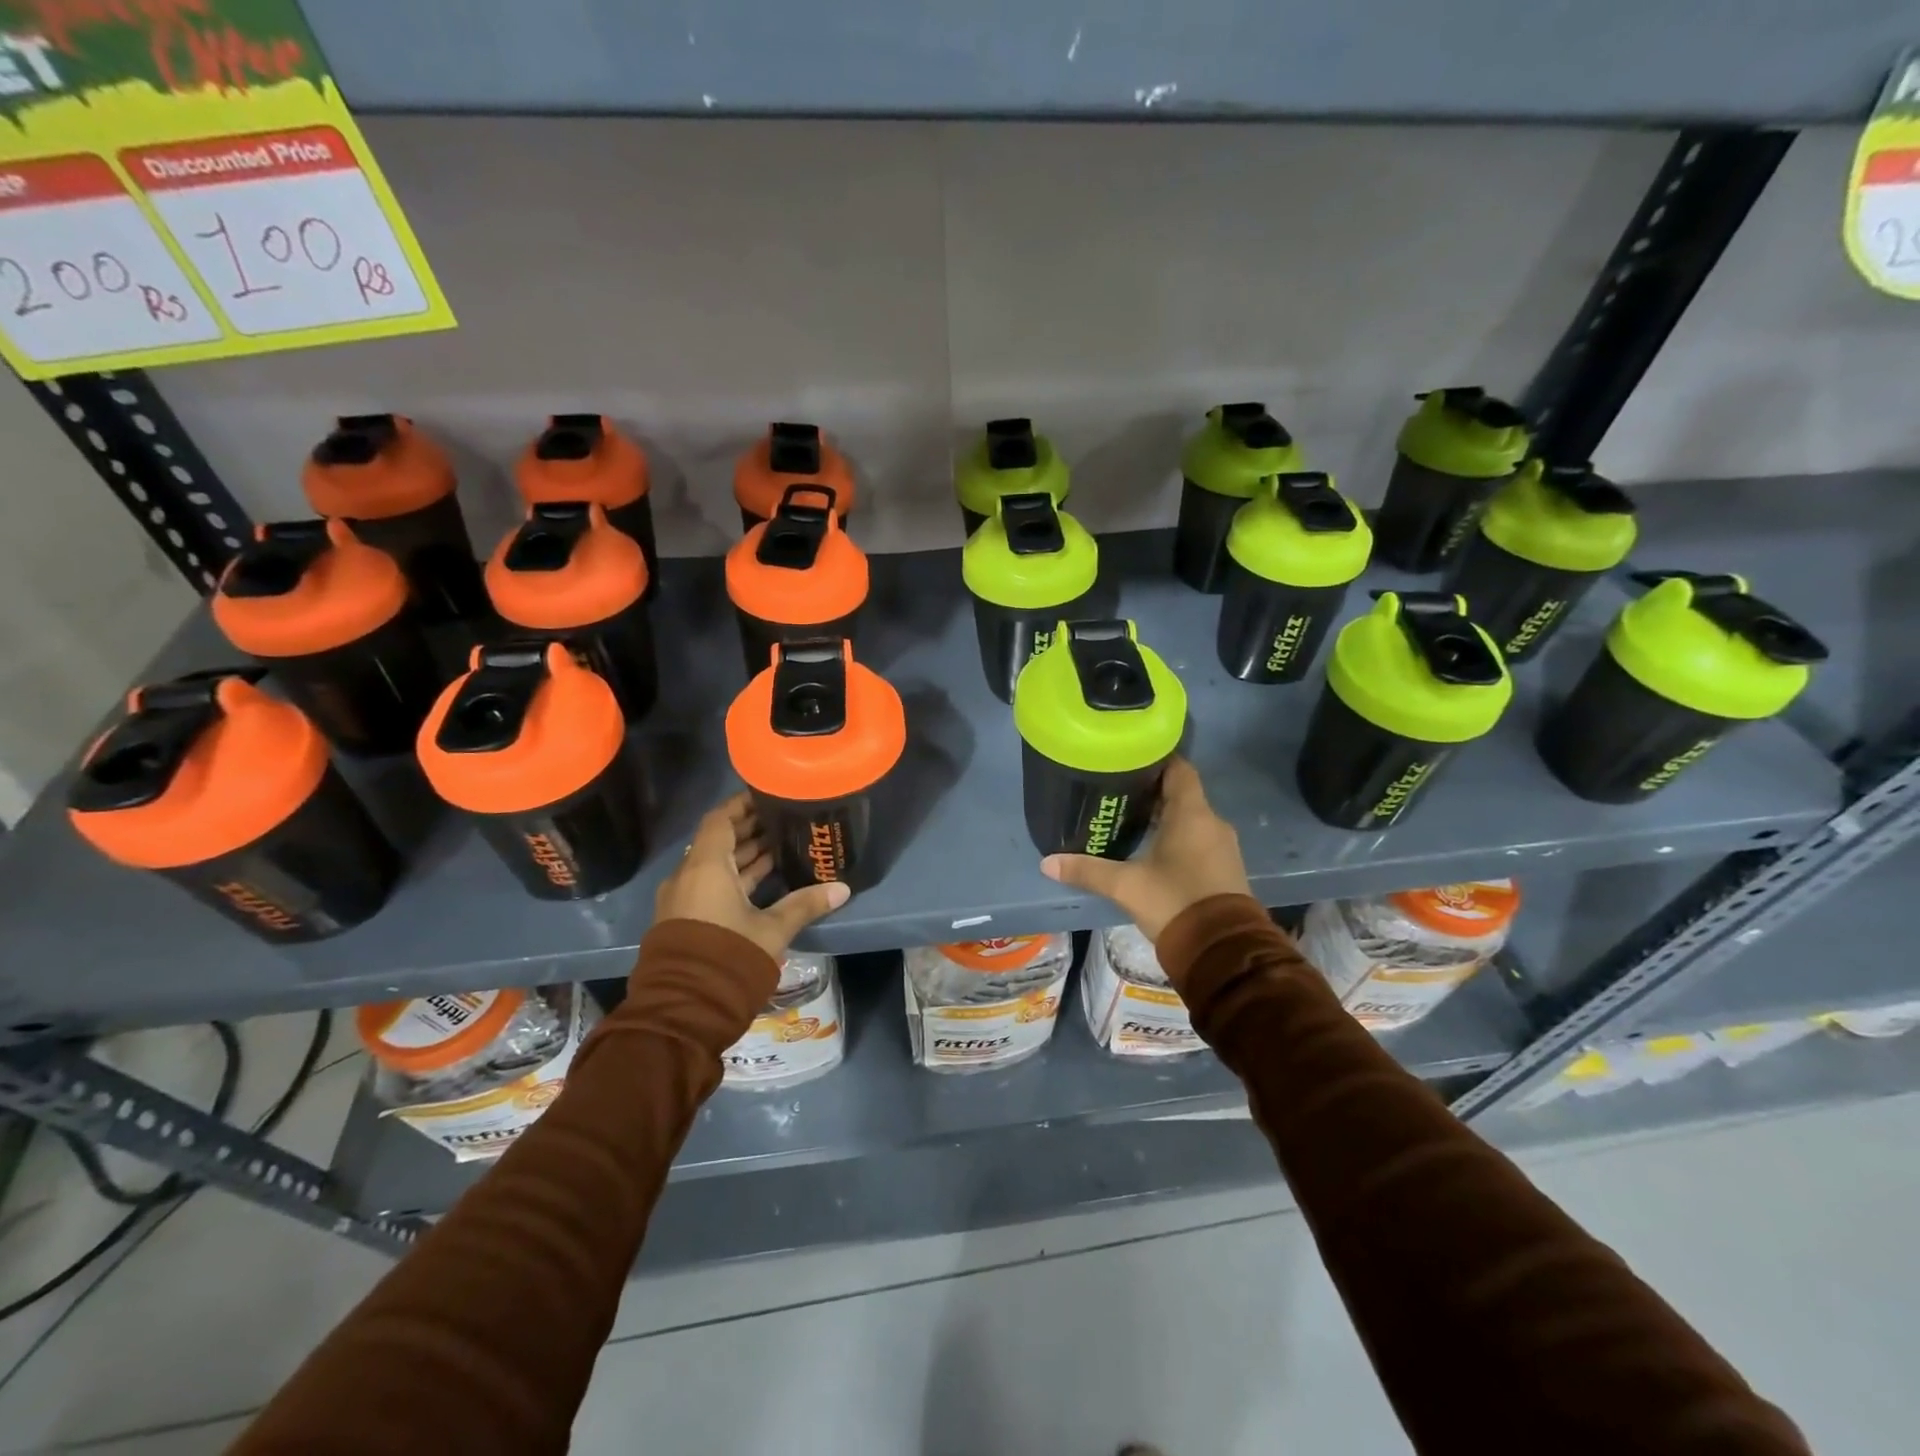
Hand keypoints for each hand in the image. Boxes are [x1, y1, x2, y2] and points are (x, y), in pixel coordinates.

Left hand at [655, 794, 849, 961]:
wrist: (683, 1010)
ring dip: (745, 857)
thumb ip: (805, 904)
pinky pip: (710, 886)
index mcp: (706, 867)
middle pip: (719, 841)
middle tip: (784, 822)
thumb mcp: (772, 929)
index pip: (720, 819)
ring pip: (715, 866)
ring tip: (781, 848)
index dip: (743, 805)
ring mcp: (683, 899)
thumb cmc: (728, 957)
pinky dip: (735, 878)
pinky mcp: (685, 920)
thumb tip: (843, 888)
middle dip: (750, 831)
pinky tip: (765, 882)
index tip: (768, 796)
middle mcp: (688, 876)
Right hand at [1040, 757, 1250, 941]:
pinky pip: (1200, 841)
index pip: (1179, 769)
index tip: (1130, 760)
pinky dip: (1178, 839)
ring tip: (1131, 821)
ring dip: (1165, 818)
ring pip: (1191, 819)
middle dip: (1153, 792)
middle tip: (1118, 793)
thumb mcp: (1125, 886)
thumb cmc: (1174, 902)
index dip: (1156, 761)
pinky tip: (1154, 851)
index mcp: (1192, 814)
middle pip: (1182, 794)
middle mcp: (1212, 823)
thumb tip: (1047, 862)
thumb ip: (1087, 871)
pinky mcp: (1226, 870)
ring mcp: (1223, 847)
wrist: (1222, 951)